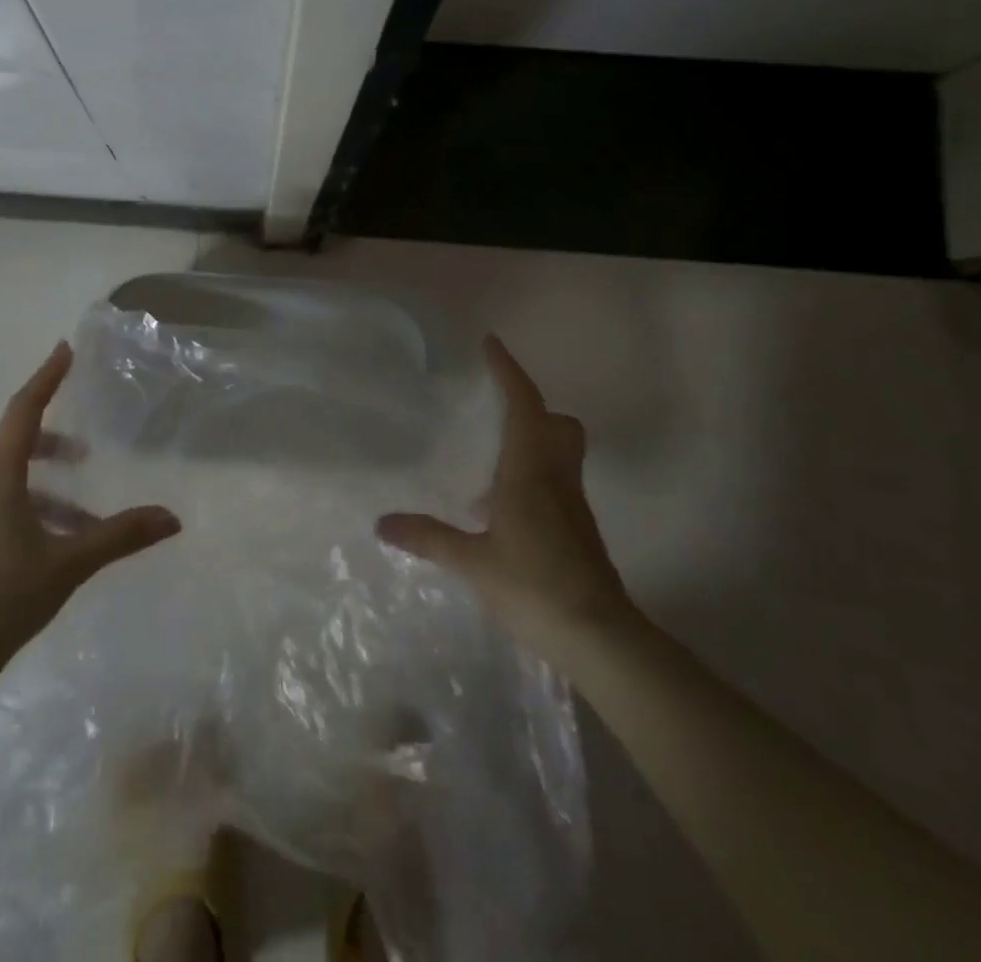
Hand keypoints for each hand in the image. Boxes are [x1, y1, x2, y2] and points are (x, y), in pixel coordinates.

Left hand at [0, 341, 181, 662]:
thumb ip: (120, 535)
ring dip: (47, 477)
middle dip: (51, 430)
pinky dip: (36, 503)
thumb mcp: (69, 562)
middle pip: (14, 439)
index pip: (23, 411)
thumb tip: (172, 518)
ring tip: (86, 501)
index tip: (64, 350)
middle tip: (87, 440)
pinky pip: (4, 501)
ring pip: (9, 475)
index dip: (46, 378)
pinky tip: (63, 538)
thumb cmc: (2, 597)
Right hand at [377, 336, 630, 653]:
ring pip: (560, 451)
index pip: (524, 405)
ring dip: (531, 439)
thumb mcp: (473, 563)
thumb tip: (382, 522)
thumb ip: (429, 538)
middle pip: (557, 423)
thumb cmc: (535, 586)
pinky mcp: (577, 527)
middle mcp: (557, 477)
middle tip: (494, 407)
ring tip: (488, 455)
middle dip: (530, 406)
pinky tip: (499, 506)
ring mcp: (571, 503)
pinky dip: (531, 474)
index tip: (491, 344)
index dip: (508, 371)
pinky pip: (555, 480)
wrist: (598, 636)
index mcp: (531, 471)